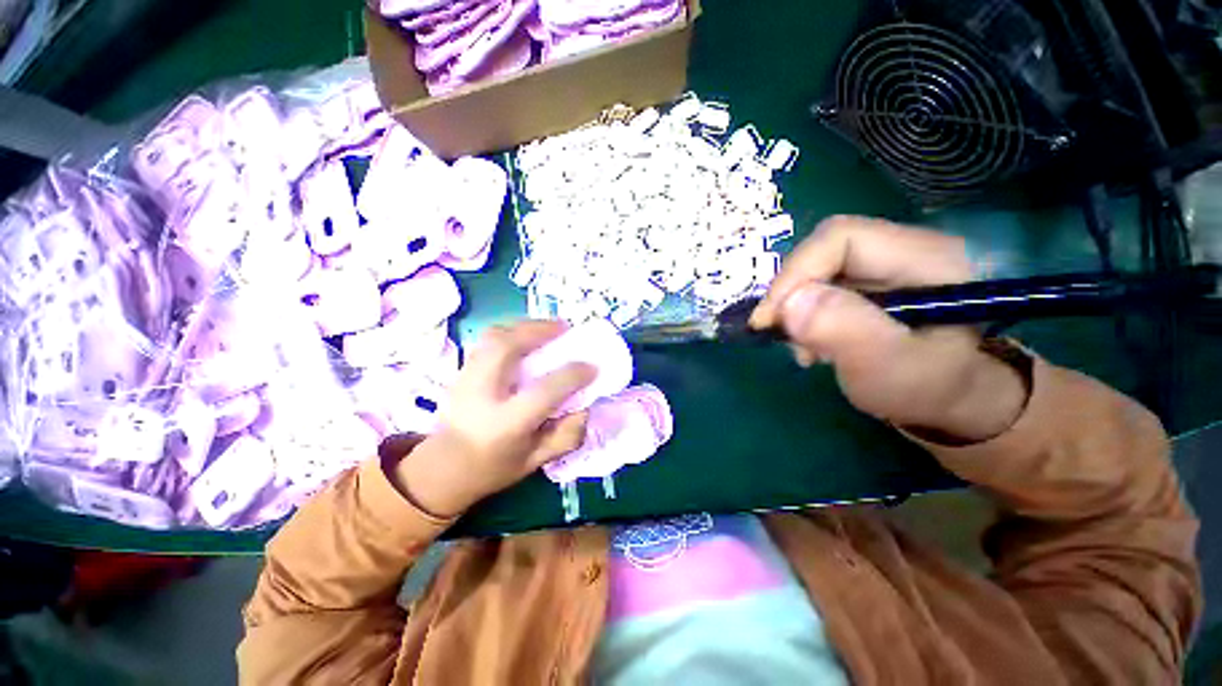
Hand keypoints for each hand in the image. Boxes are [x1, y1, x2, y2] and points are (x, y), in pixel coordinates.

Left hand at [391, 321, 594, 517]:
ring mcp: (467, 378)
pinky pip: (487, 339)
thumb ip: (566, 436)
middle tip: (565, 328)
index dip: (572, 375)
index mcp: (506, 424)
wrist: (443, 468)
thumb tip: (586, 406)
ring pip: (494, 336)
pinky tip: (527, 334)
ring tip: (548, 327)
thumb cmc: (494, 467)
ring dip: (525, 325)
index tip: (592, 367)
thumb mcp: (536, 461)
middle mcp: (483, 394)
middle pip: (508, 348)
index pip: (544, 392)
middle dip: (539, 331)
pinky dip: (511, 330)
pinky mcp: (462, 369)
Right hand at [750, 216, 1027, 443]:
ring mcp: (884, 265)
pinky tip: (812, 343)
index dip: (797, 272)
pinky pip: (819, 285)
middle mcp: (904, 249)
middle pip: (824, 251)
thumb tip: (789, 303)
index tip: (770, 318)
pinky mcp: (869, 283)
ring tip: (804, 348)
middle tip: (781, 333)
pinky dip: (802, 313)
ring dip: (795, 307)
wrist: (952, 402)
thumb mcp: (894, 369)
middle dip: (792, 293)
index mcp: (927, 257)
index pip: (841, 238)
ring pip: (817, 269)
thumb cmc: (931, 390)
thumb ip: (848, 333)